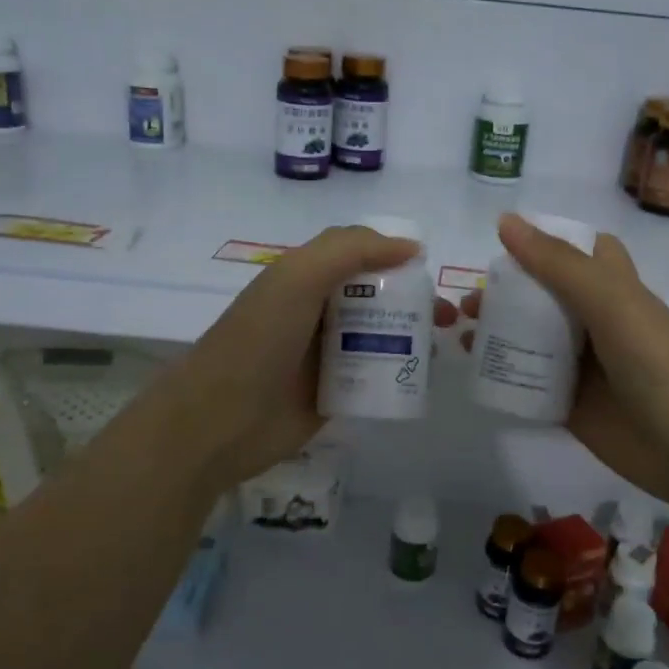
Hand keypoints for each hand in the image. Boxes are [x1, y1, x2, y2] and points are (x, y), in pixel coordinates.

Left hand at [146, 225, 420, 492]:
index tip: (430, 269)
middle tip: (448, 316)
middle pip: (376, 296)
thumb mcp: (297, 279)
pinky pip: (375, 374)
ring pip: (380, 335)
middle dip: (415, 299)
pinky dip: (400, 371)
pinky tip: (426, 376)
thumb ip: (350, 251)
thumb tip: (410, 247)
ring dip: (413, 335)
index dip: (394, 255)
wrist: (220, 421)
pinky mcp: (335, 393)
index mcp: (305, 278)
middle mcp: (318, 311)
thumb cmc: (258, 340)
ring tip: (445, 347)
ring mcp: (326, 355)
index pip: (358, 254)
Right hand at [447, 214, 668, 507]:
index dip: (547, 243)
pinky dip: (502, 374)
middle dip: (507, 291)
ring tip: (461, 332)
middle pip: (545, 296)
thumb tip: (505, 221)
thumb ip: (558, 264)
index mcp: (613, 288)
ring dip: (498, 331)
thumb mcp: (610, 301)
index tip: (502, 244)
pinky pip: (528, 382)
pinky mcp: (569, 404)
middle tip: (469, 300)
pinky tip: (472, 370)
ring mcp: (582, 365)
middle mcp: (596, 322)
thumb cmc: (657, 362)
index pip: (581, 252)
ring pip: (532, 339)